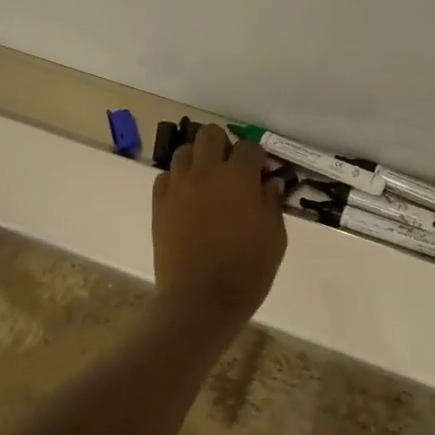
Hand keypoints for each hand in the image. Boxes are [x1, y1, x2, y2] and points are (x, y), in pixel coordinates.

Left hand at [151, 125, 287, 325]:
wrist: (200, 300)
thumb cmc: (247, 270)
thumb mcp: (275, 237)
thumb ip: (272, 203)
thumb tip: (269, 183)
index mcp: (239, 177)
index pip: (250, 147)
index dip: (258, 157)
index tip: (262, 174)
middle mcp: (207, 172)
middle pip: (211, 134)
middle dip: (224, 145)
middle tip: (232, 170)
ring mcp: (179, 186)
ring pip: (184, 151)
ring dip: (198, 159)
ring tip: (207, 182)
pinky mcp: (159, 204)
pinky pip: (166, 176)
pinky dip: (177, 180)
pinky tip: (187, 199)